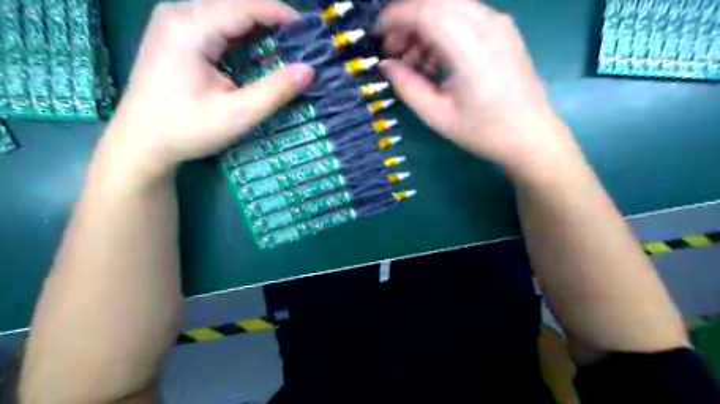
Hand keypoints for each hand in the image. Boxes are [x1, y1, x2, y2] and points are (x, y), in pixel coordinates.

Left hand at [99, 0, 311, 180]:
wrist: (141, 142)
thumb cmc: (187, 129)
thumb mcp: (237, 114)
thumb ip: (275, 90)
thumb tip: (309, 70)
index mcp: (191, 27)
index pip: (244, 7)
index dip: (280, 14)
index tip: (309, 31)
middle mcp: (180, 15)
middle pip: (236, 6)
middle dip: (271, 21)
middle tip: (301, 43)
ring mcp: (176, 25)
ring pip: (227, 15)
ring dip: (259, 29)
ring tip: (288, 47)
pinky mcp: (177, 38)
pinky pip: (218, 28)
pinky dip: (243, 38)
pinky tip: (260, 53)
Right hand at [379, 0, 576, 175]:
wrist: (531, 136)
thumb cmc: (484, 131)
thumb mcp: (438, 116)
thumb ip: (408, 87)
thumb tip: (386, 65)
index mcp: (471, 49)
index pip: (426, 12)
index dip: (395, 17)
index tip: (377, 34)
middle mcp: (488, 25)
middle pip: (437, 1)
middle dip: (408, 19)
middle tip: (393, 49)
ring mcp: (499, 24)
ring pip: (450, 6)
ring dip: (425, 25)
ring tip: (413, 61)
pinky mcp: (504, 30)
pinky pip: (465, 16)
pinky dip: (442, 30)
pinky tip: (436, 60)